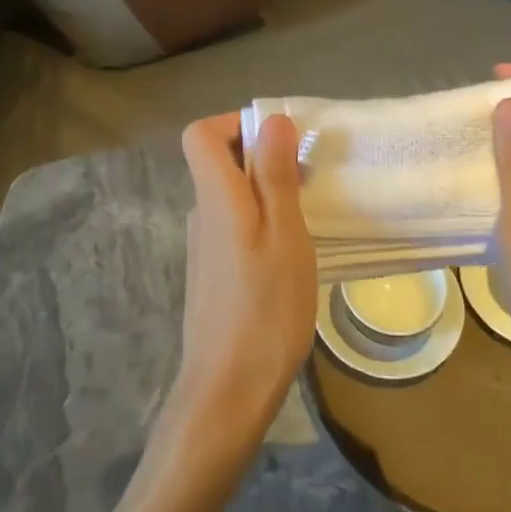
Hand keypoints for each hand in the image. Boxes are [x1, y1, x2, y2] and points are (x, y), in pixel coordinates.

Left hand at [168, 113, 316, 454]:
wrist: (227, 391)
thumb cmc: (264, 309)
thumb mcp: (284, 235)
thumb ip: (275, 175)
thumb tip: (272, 120)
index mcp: (216, 197)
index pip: (201, 134)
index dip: (236, 123)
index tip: (280, 141)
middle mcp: (202, 213)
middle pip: (219, 161)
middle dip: (263, 156)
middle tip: (308, 180)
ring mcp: (204, 245)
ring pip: (232, 195)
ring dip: (267, 191)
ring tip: (308, 217)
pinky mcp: (213, 272)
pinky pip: (235, 224)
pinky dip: (262, 222)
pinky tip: (290, 254)